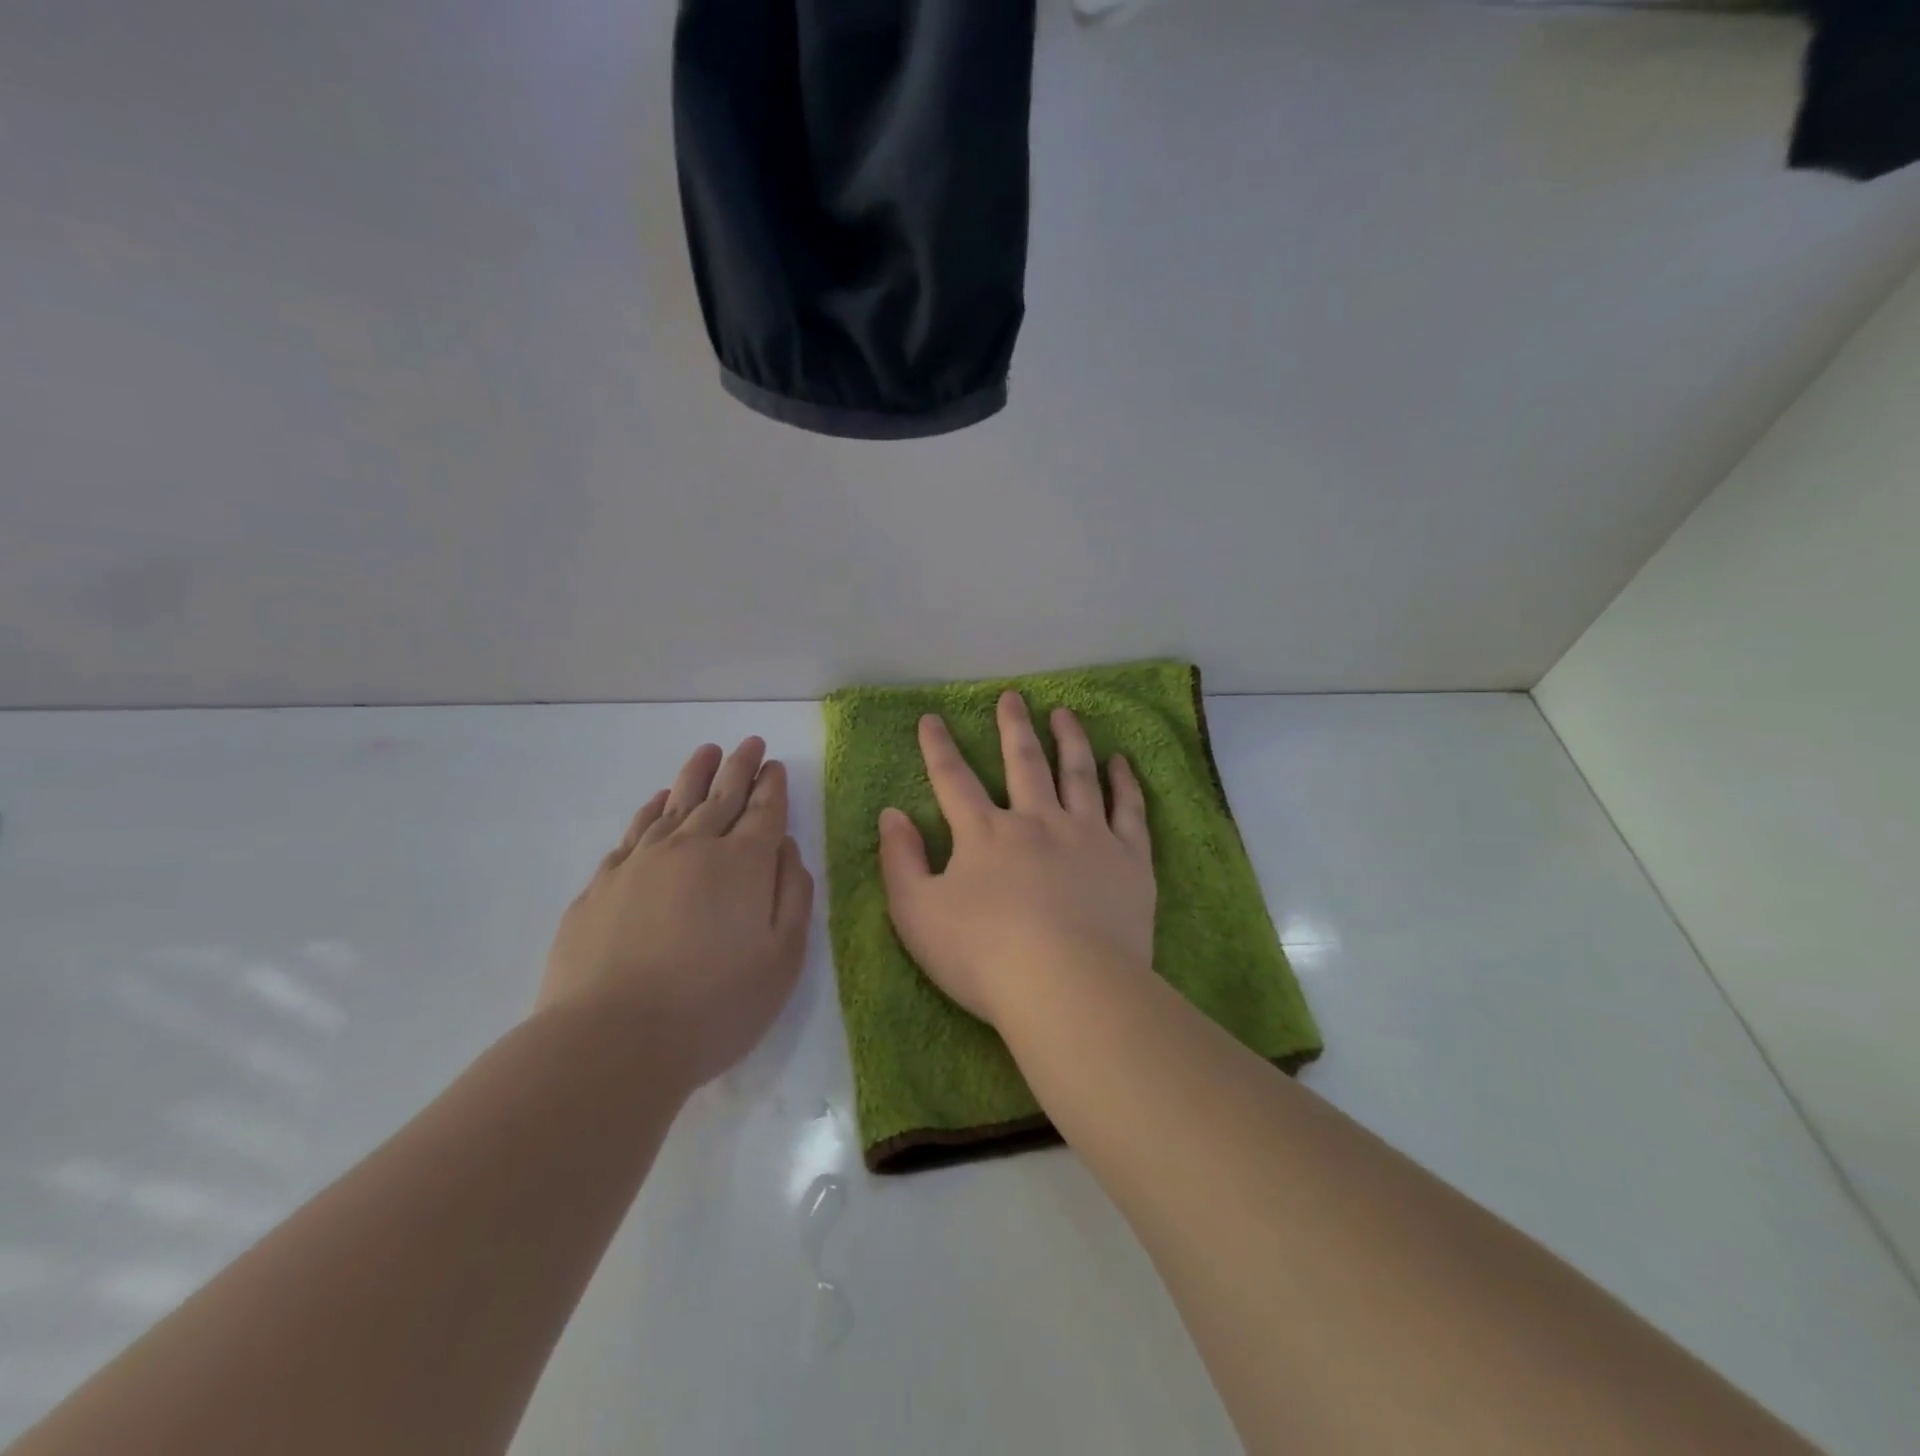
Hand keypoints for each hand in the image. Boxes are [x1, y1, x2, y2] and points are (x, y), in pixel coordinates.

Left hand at [539, 738, 813, 1088]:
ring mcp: (642, 862)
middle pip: (720, 796)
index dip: (771, 786)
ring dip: (695, 776)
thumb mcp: (782, 958)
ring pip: (675, 804)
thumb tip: (785, 848)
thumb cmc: (715, 1005)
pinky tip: (659, 801)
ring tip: (707, 752)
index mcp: (742, 863)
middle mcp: (693, 848)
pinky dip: (652, 809)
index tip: (774, 764)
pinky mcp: (603, 884)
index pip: (763, 810)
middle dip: (738, 767)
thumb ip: (792, 894)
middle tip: (750, 743)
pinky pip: (635, 831)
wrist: (612, 1041)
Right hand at [878, 691, 1155, 1027]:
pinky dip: (1123, 781)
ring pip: (1077, 773)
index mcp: (984, 834)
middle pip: (1023, 761)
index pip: (954, 779)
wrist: (1067, 987)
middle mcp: (1036, 820)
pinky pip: (1127, 809)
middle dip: (1013, 726)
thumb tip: (892, 814)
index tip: (932, 718)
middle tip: (1012, 697)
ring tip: (1065, 713)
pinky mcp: (1128, 858)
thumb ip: (900, 861)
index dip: (938, 747)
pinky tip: (1121, 761)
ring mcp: (1086, 835)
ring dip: (1070, 739)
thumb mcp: (917, 914)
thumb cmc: (983, 957)